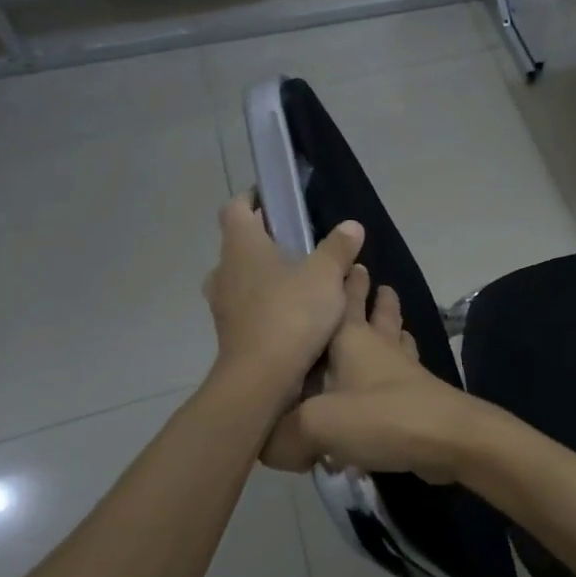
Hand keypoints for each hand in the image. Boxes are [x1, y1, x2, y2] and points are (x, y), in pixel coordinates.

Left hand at [204, 194, 363, 402]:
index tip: (279, 199)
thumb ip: (338, 248)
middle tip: (302, 241)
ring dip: (268, 274)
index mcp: (241, 245)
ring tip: (303, 279)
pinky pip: (250, 306)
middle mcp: (224, 269)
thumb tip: (351, 226)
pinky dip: (269, 302)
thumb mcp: (326, 276)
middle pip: (242, 242)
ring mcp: (224, 304)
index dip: (254, 198)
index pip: (236, 207)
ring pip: (245, 276)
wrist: (261, 379)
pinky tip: (298, 313)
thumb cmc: (291, 314)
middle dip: (268, 239)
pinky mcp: (232, 332)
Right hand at [263, 264, 480, 479]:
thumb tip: (266, 445)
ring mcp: (403, 370)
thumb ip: (283, 434)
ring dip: (390, 324)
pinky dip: (397, 363)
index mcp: (351, 339)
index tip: (341, 261)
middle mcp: (379, 347)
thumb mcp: (317, 425)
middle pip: (376, 313)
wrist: (448, 438)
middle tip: (367, 275)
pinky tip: (395, 372)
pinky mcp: (417, 395)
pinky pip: (403, 371)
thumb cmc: (381, 417)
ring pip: (395, 337)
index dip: (342, 281)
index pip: (345, 300)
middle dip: (370, 296)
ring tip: (386, 315)